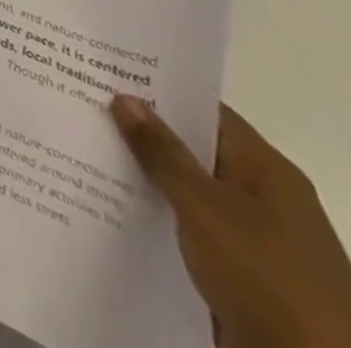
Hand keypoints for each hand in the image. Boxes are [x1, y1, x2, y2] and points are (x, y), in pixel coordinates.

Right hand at [110, 95, 350, 347]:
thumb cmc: (267, 277)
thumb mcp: (205, 208)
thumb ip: (162, 152)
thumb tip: (126, 97)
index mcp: (269, 172)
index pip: (206, 112)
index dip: (159, 90)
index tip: (106, 73)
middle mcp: (266, 199)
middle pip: (195, 151)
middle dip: (143, 133)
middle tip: (82, 104)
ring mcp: (256, 241)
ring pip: (189, 194)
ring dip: (146, 178)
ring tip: (85, 150)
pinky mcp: (243, 277)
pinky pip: (191, 231)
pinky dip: (158, 218)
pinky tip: (113, 207)